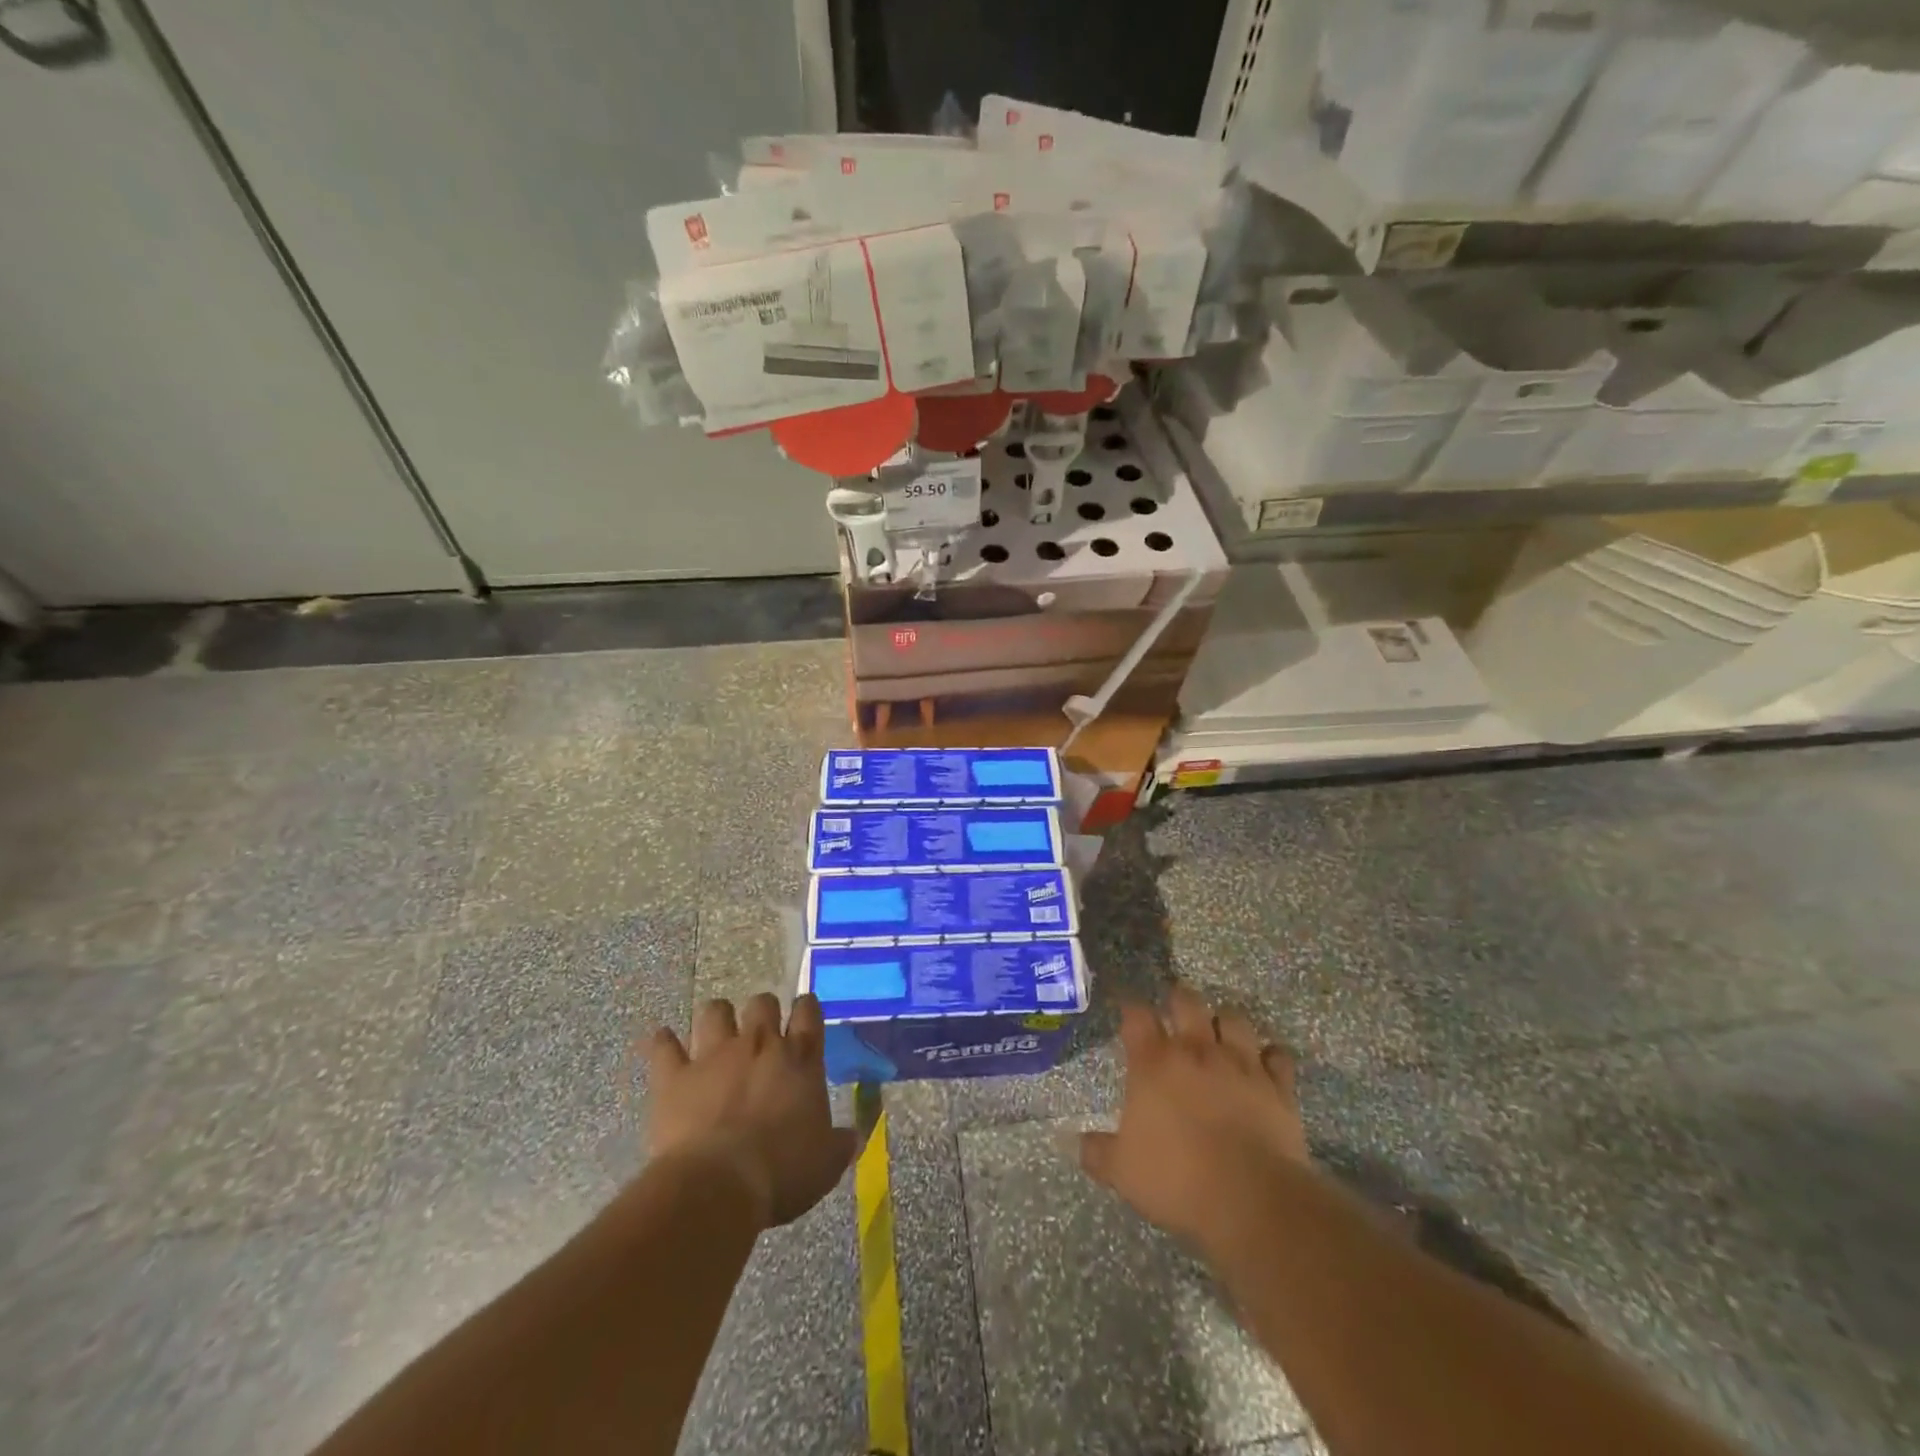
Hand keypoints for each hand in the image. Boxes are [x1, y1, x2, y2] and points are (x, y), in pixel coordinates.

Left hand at [644, 993, 856, 1228]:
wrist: (719, 1185)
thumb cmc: (782, 1173)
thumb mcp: (825, 1164)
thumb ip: (840, 1144)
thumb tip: (853, 1138)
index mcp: (800, 1060)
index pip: (808, 1013)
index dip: (806, 1007)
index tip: (804, 1010)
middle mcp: (760, 1045)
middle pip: (762, 1002)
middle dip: (762, 1010)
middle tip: (760, 1031)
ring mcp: (715, 1055)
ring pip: (714, 1011)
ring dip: (716, 1018)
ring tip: (715, 1032)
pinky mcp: (675, 1075)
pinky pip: (663, 1045)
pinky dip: (662, 1043)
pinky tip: (662, 1043)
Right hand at [1080, 982, 1309, 1247]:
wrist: (1251, 1201)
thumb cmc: (1177, 1180)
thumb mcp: (1122, 1172)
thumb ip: (1096, 1152)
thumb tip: (1069, 1141)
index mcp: (1154, 1063)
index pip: (1136, 1015)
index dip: (1130, 1007)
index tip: (1127, 1009)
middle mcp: (1197, 1050)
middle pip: (1187, 1001)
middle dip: (1179, 999)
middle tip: (1176, 1010)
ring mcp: (1241, 1063)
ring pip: (1234, 1018)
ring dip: (1225, 1022)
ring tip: (1220, 1033)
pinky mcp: (1277, 1085)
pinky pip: (1278, 1055)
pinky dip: (1271, 1055)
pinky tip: (1265, 1064)